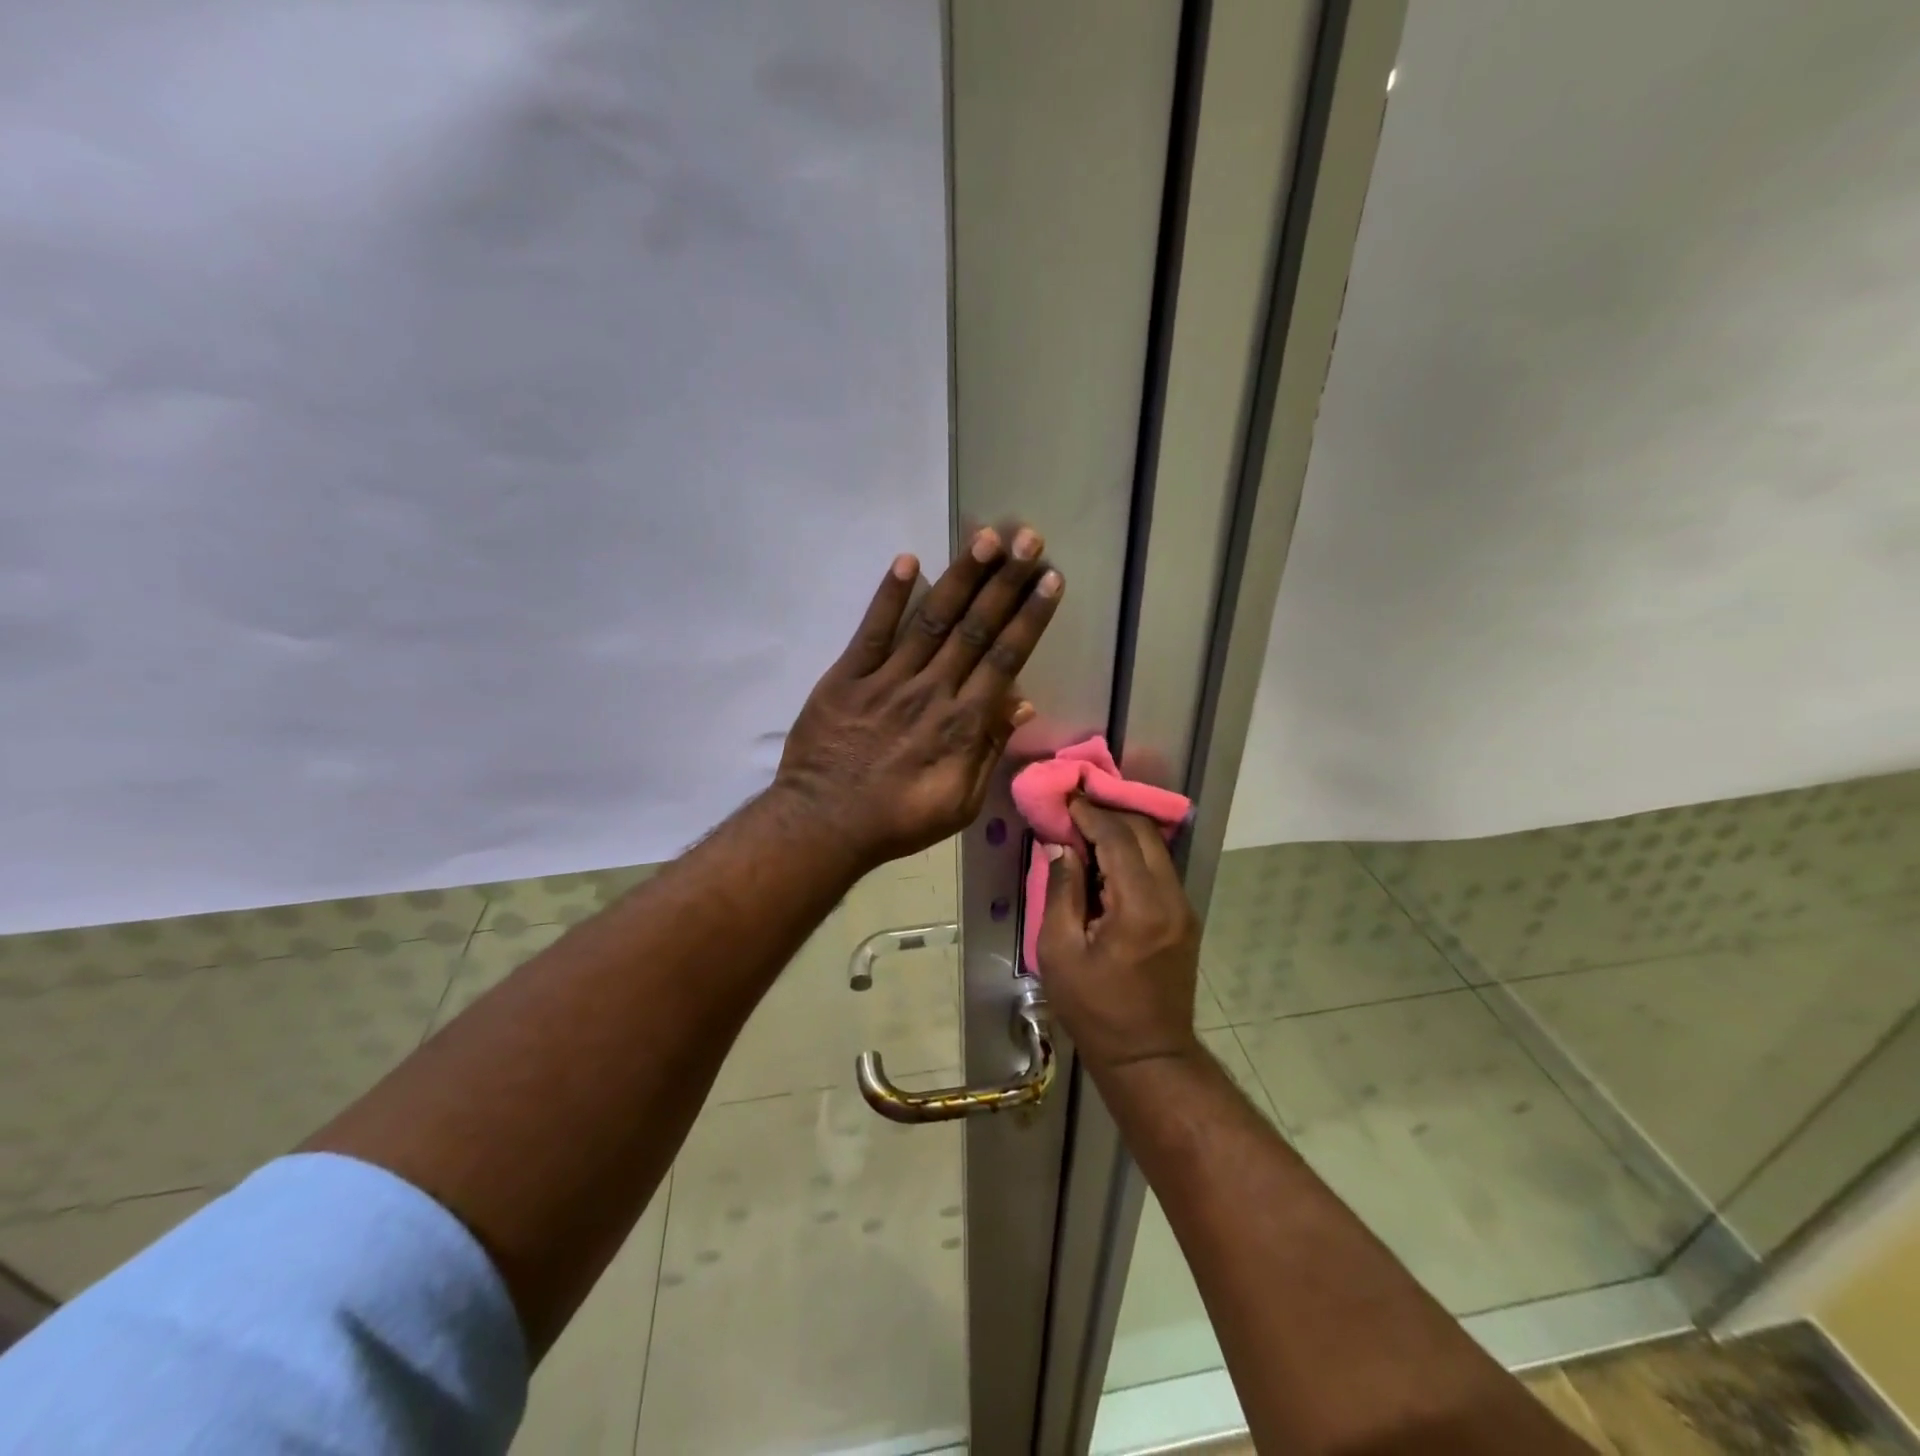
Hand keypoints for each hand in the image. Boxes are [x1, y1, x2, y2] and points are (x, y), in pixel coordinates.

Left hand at [776, 526, 1062, 868]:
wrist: (824, 824)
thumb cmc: (898, 820)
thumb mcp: (961, 802)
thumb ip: (990, 749)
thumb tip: (1022, 702)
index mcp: (963, 723)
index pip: (1005, 659)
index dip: (1030, 617)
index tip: (1050, 580)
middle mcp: (932, 691)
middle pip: (975, 628)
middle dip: (1005, 582)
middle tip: (1028, 539)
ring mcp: (888, 680)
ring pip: (931, 620)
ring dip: (961, 577)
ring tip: (986, 538)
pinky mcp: (847, 676)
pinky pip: (872, 631)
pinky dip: (889, 596)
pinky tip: (907, 561)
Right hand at [1038, 799, 1203, 1076]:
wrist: (1149, 1054)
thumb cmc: (1095, 1008)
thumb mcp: (1060, 951)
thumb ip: (1062, 891)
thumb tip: (1063, 847)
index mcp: (1140, 906)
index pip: (1118, 838)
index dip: (1090, 813)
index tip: (1065, 798)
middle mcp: (1171, 898)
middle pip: (1144, 833)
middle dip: (1109, 813)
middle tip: (1075, 808)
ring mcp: (1183, 907)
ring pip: (1155, 848)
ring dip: (1122, 832)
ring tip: (1086, 828)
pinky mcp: (1184, 917)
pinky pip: (1158, 869)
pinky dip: (1133, 853)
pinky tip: (1106, 859)